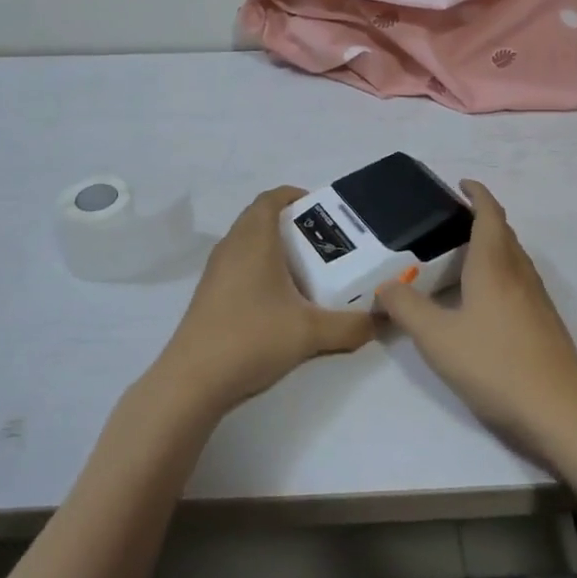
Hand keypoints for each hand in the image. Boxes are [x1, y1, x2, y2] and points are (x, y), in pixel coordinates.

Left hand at [152, 187, 374, 415]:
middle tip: (322, 242)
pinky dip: (259, 268)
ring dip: (274, 247)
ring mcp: (216, 270)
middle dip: (291, 223)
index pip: (272, 198)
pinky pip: (238, 264)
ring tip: (306, 270)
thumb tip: (384, 320)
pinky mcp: (209, 294)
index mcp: (254, 239)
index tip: (322, 210)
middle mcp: (232, 246)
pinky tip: (279, 300)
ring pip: (247, 242)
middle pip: (260, 218)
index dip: (296, 196)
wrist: (193, 381)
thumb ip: (351, 325)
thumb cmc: (252, 338)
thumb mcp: (311, 333)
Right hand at [375, 181, 576, 450]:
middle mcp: (519, 273)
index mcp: (494, 265)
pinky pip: (519, 280)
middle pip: (503, 232)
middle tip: (450, 220)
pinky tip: (483, 299)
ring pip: (513, 257)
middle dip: (481, 217)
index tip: (461, 183)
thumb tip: (384, 285)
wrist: (561, 412)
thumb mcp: (438, 339)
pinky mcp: (544, 323)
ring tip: (462, 255)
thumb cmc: (496, 365)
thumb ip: (407, 309)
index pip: (489, 214)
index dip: (477, 194)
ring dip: (492, 245)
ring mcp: (537, 299)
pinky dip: (500, 272)